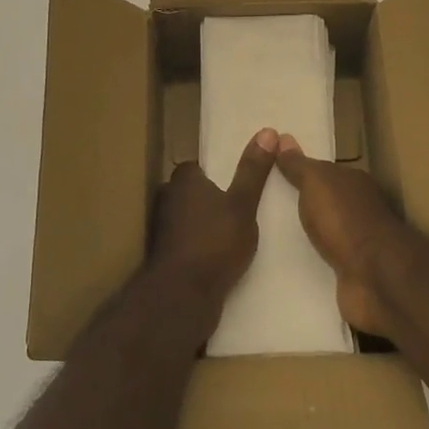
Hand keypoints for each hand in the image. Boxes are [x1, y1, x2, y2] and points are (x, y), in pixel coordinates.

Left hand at [151, 128, 279, 329]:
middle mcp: (166, 198)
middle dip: (212, 200)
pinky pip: (187, 242)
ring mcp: (162, 229)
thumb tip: (267, 131)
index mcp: (183, 179)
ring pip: (189, 218)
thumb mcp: (242, 204)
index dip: (218, 174)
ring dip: (206, 225)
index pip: (199, 167)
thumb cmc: (214, 242)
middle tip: (241, 210)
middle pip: (193, 192)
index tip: (239, 186)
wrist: (182, 296)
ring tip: (235, 236)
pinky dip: (201, 246)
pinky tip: (220, 258)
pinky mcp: (164, 256)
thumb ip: (253, 170)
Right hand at [275, 136, 404, 336]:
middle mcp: (359, 208)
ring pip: (326, 231)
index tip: (275, 174)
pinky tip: (291, 262)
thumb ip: (299, 165)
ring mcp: (358, 242)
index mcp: (353, 182)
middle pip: (325, 200)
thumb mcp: (316, 182)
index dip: (301, 171)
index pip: (324, 171)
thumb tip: (283, 138)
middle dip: (302, 202)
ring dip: (308, 233)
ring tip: (272, 234)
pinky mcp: (353, 271)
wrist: (375, 276)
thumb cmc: (344, 219)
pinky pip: (327, 259)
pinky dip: (314, 258)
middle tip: (266, 204)